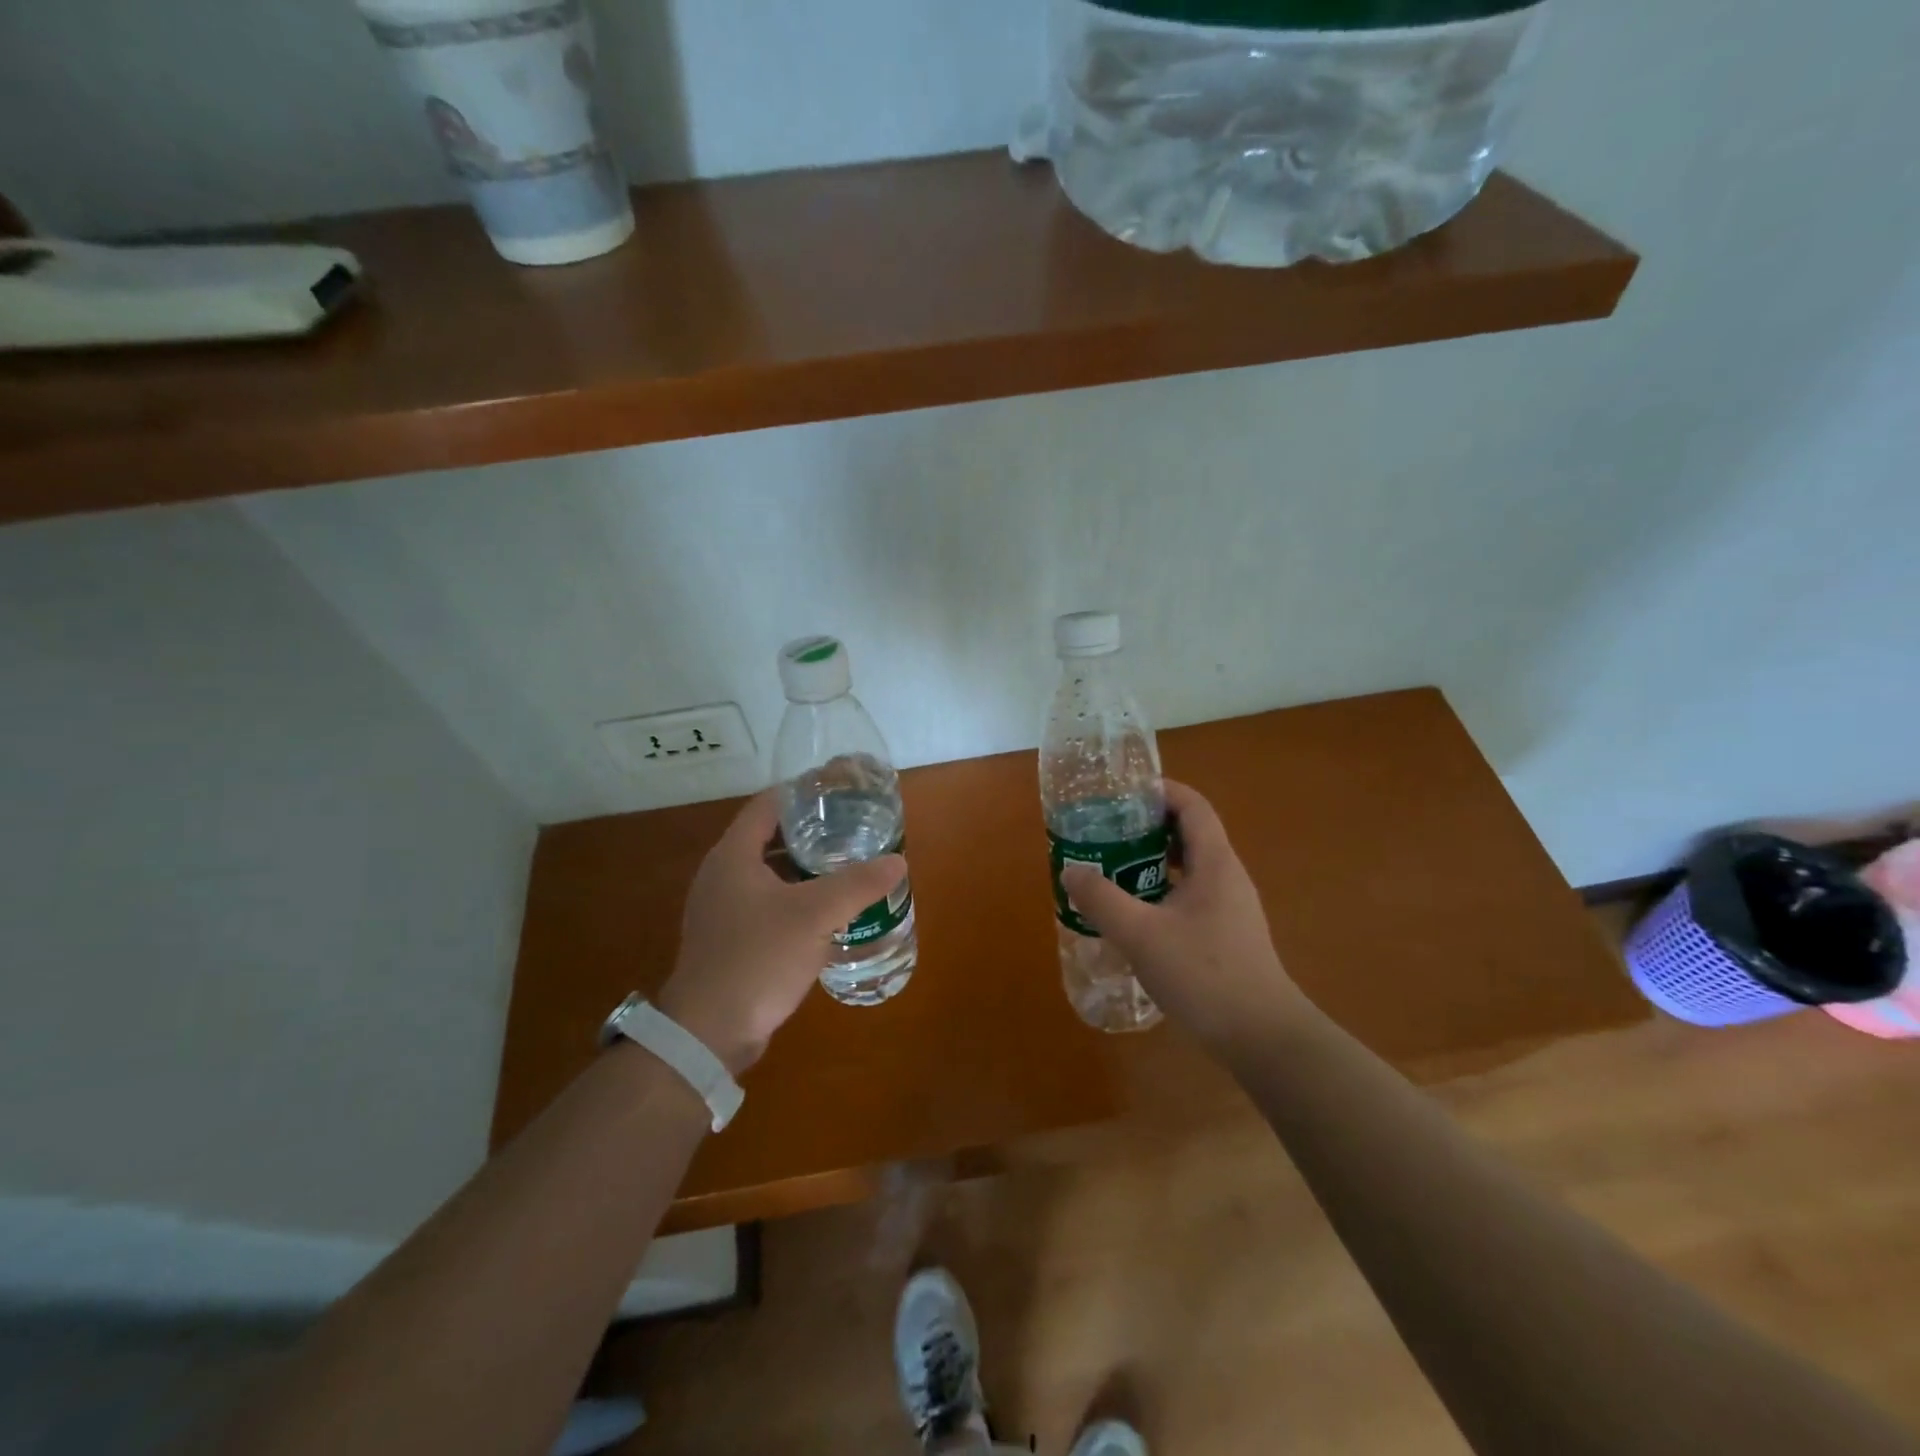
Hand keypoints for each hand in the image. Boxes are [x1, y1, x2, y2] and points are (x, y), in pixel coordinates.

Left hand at [657, 789, 905, 1074]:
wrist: (709, 1033)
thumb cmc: (757, 958)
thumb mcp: (814, 915)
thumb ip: (857, 884)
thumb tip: (898, 862)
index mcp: (733, 856)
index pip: (768, 805)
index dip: (803, 793)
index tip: (840, 791)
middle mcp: (723, 875)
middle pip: (770, 837)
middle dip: (812, 830)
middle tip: (853, 828)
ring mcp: (724, 909)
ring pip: (771, 873)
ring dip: (806, 867)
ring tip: (848, 864)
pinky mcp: (732, 938)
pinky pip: (769, 903)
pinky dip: (797, 897)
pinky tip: (829, 910)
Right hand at [1059, 779, 1306, 1050]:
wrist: (1262, 1038)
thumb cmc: (1204, 975)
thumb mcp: (1141, 935)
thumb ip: (1102, 900)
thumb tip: (1071, 871)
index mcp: (1215, 863)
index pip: (1192, 805)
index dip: (1160, 790)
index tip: (1121, 794)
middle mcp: (1227, 876)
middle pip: (1190, 832)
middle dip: (1148, 825)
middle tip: (1107, 831)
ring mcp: (1230, 907)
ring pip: (1190, 866)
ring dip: (1153, 860)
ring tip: (1113, 867)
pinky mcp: (1227, 934)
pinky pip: (1191, 894)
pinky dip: (1162, 890)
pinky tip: (1136, 914)